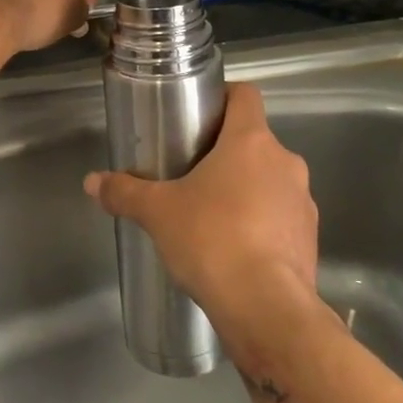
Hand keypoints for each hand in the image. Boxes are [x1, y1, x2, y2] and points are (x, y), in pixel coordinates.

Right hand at [83, 83, 319, 343]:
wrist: (266, 306)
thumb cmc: (211, 240)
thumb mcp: (158, 213)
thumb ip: (125, 192)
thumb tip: (92, 182)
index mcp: (251, 142)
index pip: (246, 95)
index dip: (224, 97)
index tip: (200, 115)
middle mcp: (285, 162)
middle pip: (255, 141)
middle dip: (226, 153)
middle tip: (192, 173)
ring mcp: (303, 202)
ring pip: (271, 180)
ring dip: (246, 190)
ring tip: (212, 216)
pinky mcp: (310, 238)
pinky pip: (282, 217)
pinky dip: (262, 224)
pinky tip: (236, 250)